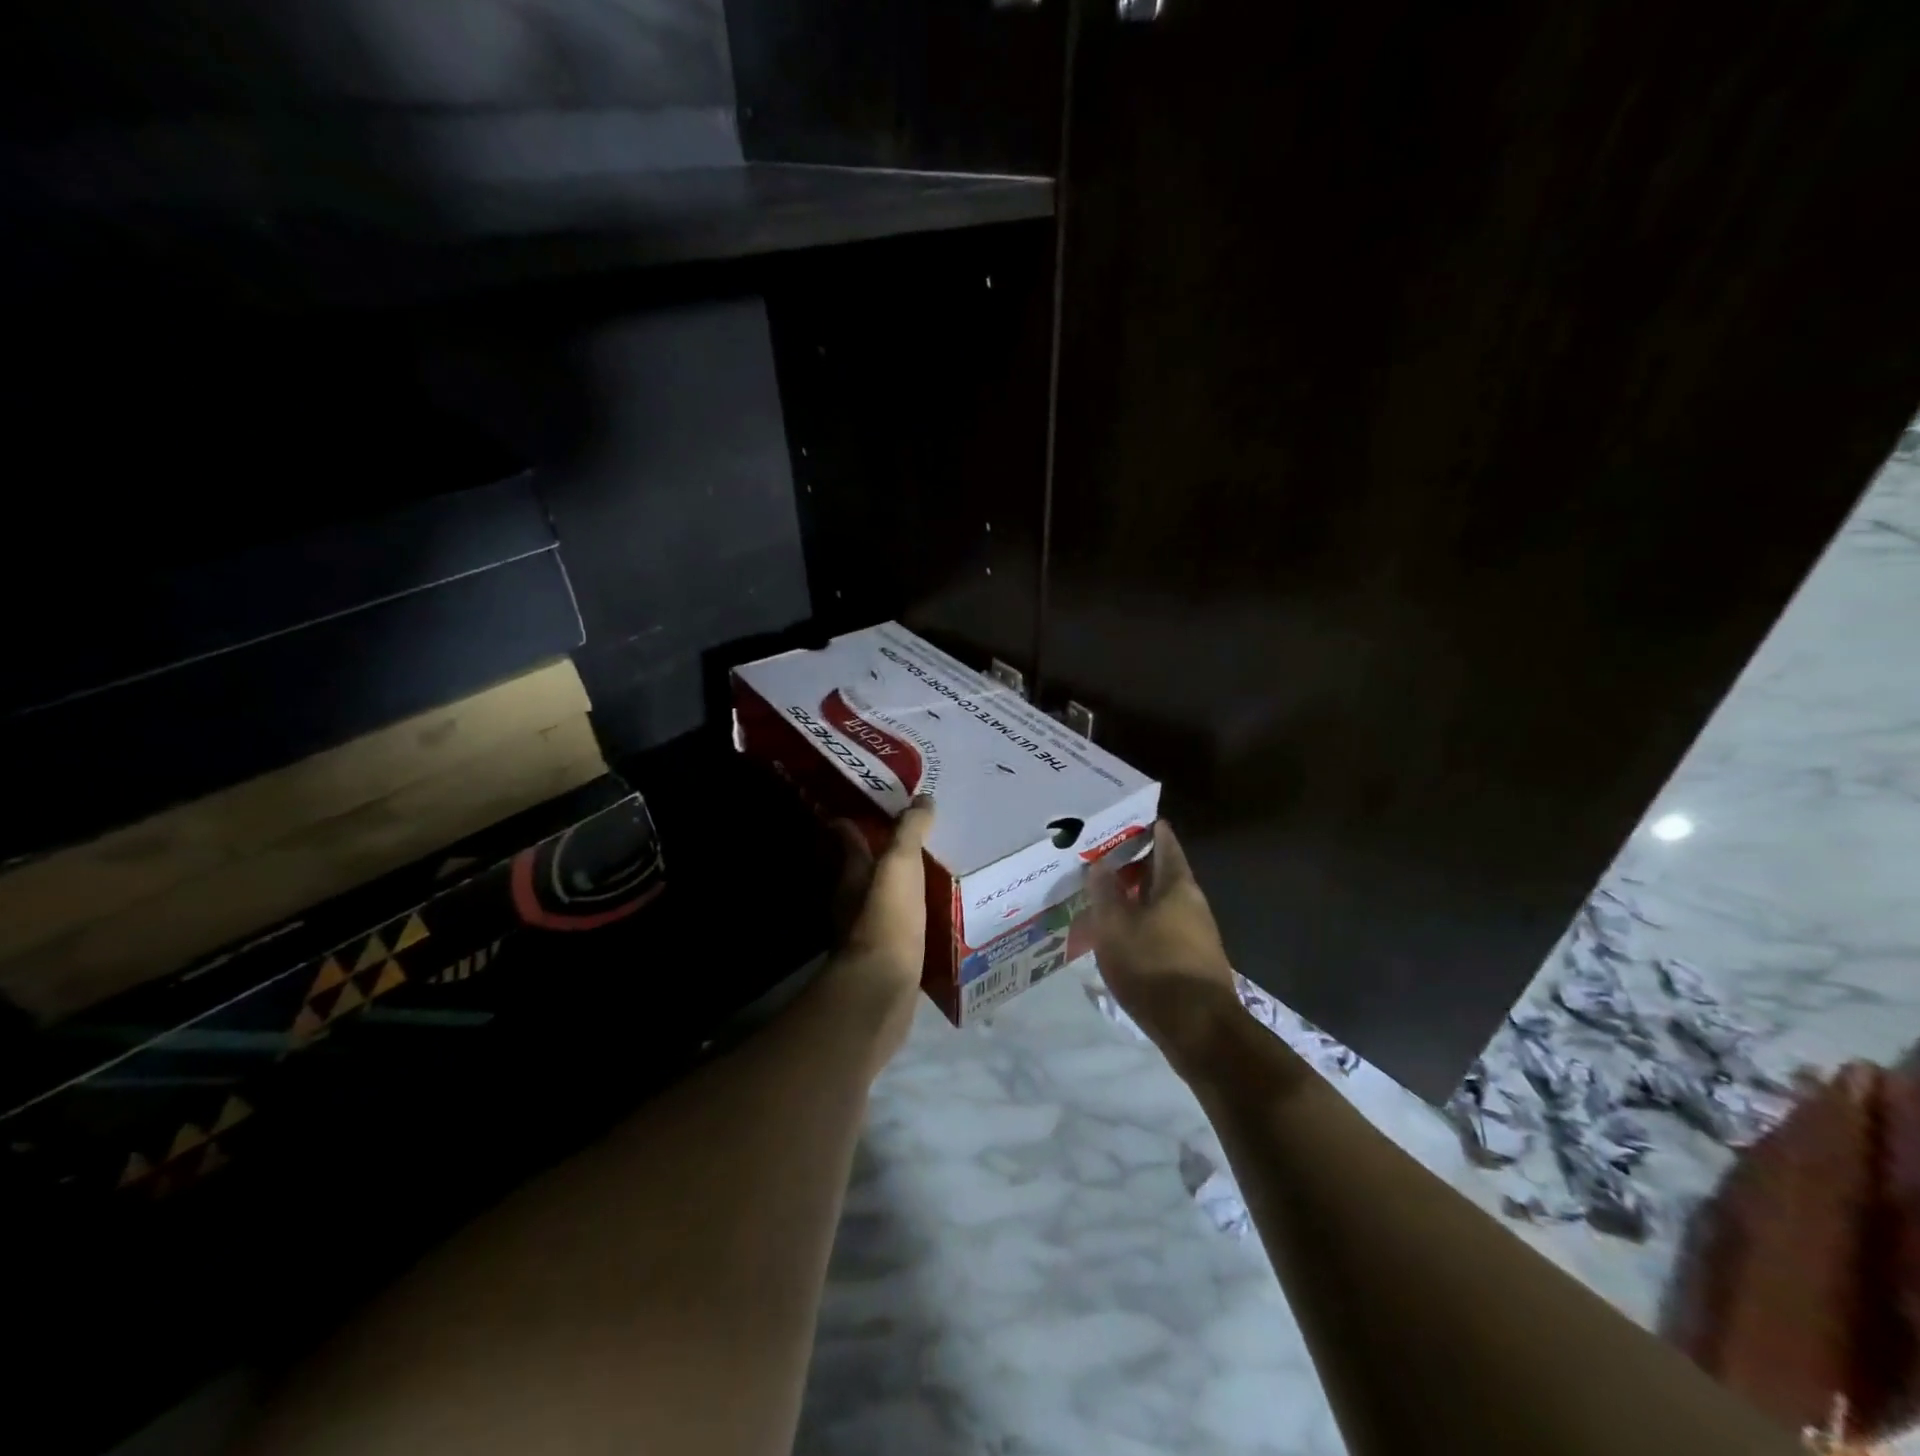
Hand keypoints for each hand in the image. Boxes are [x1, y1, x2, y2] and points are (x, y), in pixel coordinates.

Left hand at [826, 794, 934, 1068]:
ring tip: (933, 873)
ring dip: (901, 886)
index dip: (853, 821)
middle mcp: (854, 900)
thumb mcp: (900, 865)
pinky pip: (902, 926)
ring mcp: (870, 930)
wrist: (883, 987)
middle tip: (913, 838)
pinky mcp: (888, 956)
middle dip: (881, 853)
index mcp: (853, 873)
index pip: (847, 838)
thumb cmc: (887, 917)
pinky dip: (914, 916)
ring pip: (884, 898)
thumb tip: (923, 798)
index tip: (868, 804)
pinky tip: (937, 914)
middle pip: (864, 869)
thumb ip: (910, 831)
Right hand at [1087, 820, 1243, 1076]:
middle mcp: (1193, 905)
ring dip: (1137, 899)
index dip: (1150, 831)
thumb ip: (1105, 891)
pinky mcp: (1192, 964)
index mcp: (1178, 886)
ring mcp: (1197, 936)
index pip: (1166, 845)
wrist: (1197, 1029)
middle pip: (1164, 875)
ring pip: (1162, 905)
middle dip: (1136, 867)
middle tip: (1104, 860)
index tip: (1131, 820)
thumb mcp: (1115, 924)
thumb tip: (1100, 863)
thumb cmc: (1153, 965)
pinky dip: (1143, 925)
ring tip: (1106, 898)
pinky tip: (1122, 936)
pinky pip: (1163, 931)